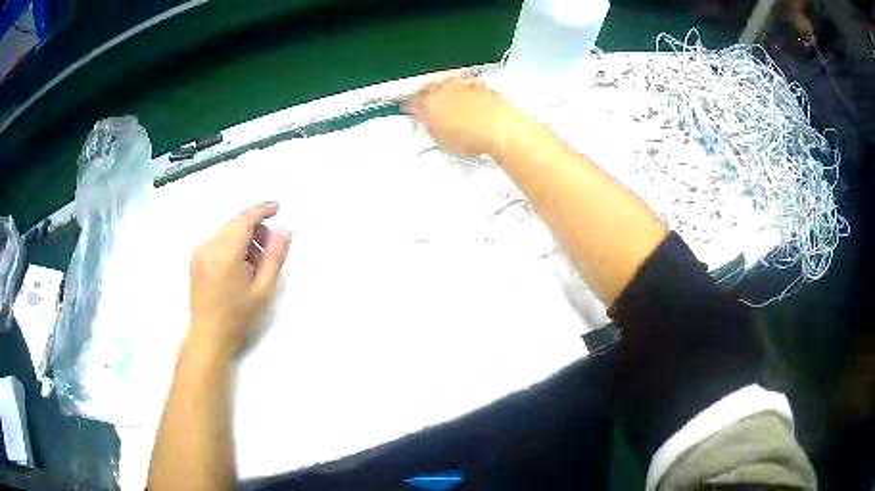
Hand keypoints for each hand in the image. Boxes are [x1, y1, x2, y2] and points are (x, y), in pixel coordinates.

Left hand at [188, 202, 291, 359]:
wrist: (209, 336)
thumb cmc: (239, 317)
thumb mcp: (263, 290)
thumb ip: (276, 257)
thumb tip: (285, 230)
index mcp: (225, 254)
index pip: (245, 219)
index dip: (263, 210)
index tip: (278, 208)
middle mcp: (209, 247)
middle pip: (236, 223)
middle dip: (256, 229)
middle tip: (270, 251)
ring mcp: (200, 252)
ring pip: (227, 232)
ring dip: (244, 239)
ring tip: (255, 266)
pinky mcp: (196, 259)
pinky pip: (218, 241)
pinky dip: (232, 246)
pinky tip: (239, 268)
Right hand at [406, 77, 522, 156]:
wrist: (501, 129)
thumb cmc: (470, 136)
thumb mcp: (441, 141)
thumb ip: (432, 128)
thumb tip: (430, 123)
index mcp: (428, 100)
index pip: (412, 101)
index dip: (412, 109)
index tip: (413, 114)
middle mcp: (445, 88)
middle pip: (432, 89)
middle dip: (431, 98)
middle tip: (434, 111)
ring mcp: (465, 85)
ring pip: (452, 86)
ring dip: (451, 94)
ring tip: (456, 110)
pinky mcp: (484, 88)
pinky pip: (472, 89)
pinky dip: (470, 96)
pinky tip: (475, 107)